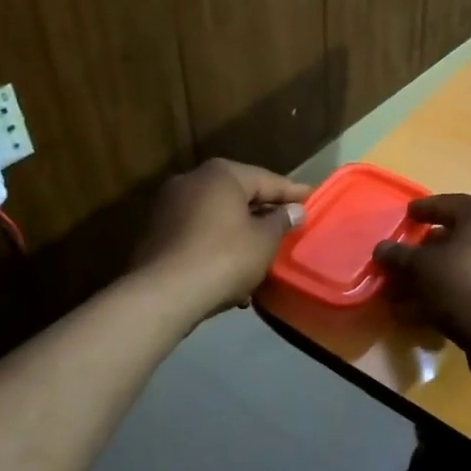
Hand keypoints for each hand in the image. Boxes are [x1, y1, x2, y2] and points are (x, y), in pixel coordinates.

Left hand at [131, 159, 310, 321]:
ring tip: (264, 255)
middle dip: (264, 213)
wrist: (162, 296)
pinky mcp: (157, 235)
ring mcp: (169, 207)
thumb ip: (282, 221)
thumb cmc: (223, 258)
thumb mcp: (264, 240)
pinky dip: (218, 246)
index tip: (313, 199)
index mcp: (221, 174)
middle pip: (239, 196)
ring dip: (241, 234)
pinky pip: (199, 235)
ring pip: (218, 217)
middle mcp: (191, 181)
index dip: (293, 193)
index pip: (267, 179)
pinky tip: (233, 270)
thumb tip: (294, 210)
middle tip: (290, 227)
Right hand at [374, 194, 470, 374]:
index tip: (407, 215)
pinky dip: (448, 295)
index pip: (448, 204)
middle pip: (456, 237)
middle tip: (403, 258)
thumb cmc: (465, 282)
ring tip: (401, 293)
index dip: (423, 210)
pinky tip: (420, 312)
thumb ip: (400, 255)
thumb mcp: (423, 266)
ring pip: (463, 266)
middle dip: (425, 251)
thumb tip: (381, 249)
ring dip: (432, 278)